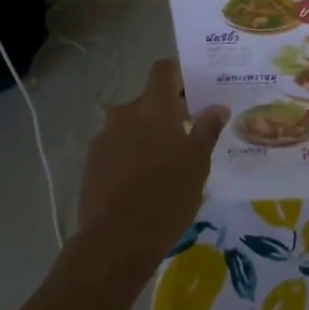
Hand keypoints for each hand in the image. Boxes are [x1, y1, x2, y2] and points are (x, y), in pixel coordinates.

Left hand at [75, 60, 227, 265]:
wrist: (117, 239)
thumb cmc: (167, 195)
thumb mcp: (198, 162)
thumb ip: (207, 129)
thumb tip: (217, 107)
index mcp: (153, 108)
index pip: (164, 70)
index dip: (180, 77)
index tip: (195, 95)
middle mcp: (124, 114)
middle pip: (148, 101)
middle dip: (167, 113)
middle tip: (187, 137)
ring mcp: (103, 138)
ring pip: (131, 126)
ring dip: (147, 136)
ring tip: (165, 164)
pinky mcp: (91, 163)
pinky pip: (117, 147)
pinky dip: (131, 155)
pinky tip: (143, 182)